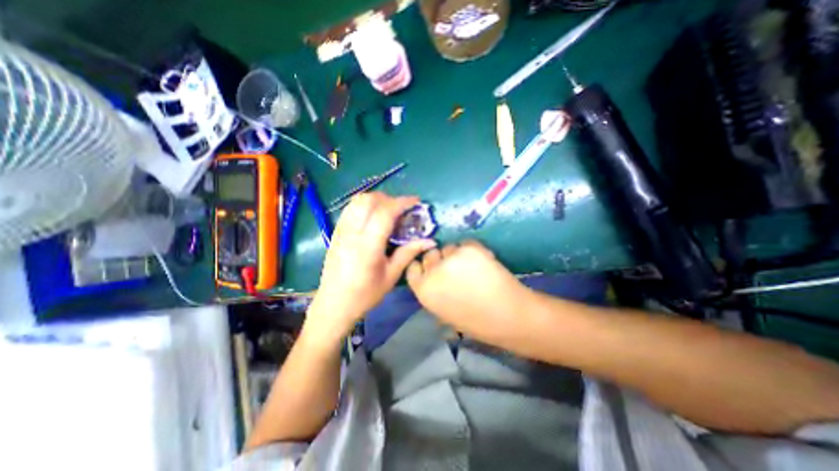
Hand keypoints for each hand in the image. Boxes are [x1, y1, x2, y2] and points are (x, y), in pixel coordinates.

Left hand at [306, 194, 438, 339]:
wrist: (334, 305)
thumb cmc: (365, 295)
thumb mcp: (391, 276)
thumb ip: (408, 253)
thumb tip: (429, 241)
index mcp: (368, 246)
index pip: (384, 213)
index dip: (402, 203)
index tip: (416, 201)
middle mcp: (352, 233)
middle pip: (369, 201)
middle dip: (389, 199)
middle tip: (402, 209)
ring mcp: (341, 231)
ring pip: (357, 201)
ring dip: (376, 199)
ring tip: (388, 210)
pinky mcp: (335, 232)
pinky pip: (350, 209)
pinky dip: (364, 205)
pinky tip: (372, 216)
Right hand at [404, 241, 529, 343]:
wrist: (509, 317)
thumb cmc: (476, 322)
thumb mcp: (443, 312)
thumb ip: (433, 291)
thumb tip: (433, 276)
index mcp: (424, 291)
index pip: (412, 268)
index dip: (422, 266)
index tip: (431, 267)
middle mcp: (433, 271)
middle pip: (429, 255)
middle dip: (439, 259)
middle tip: (454, 268)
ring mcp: (451, 258)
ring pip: (449, 248)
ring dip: (456, 255)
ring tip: (472, 267)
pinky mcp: (470, 249)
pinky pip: (466, 244)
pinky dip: (472, 251)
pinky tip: (483, 263)